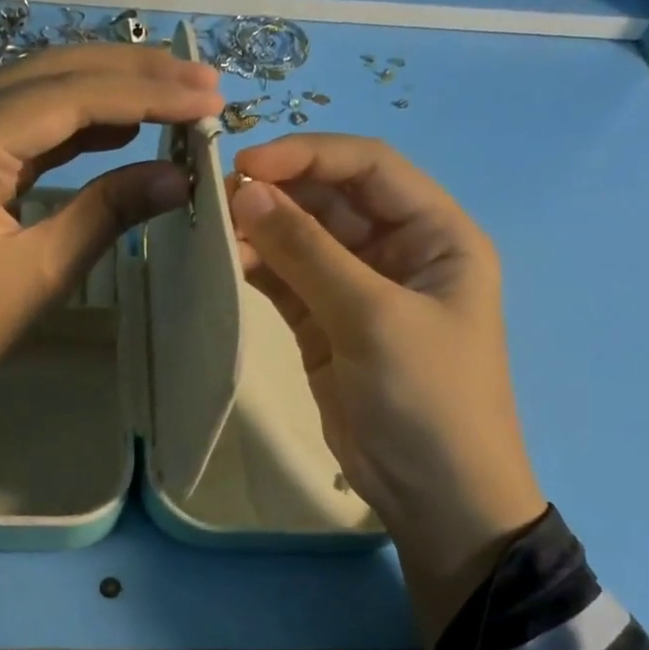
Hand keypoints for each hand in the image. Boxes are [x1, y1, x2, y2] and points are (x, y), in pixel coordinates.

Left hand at [0, 44, 222, 496]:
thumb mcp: (41, 272)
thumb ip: (109, 211)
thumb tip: (182, 176)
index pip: (67, 96)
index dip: (144, 94)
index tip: (208, 97)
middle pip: (48, 72)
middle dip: (128, 72)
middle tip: (199, 78)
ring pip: (32, 93)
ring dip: (101, 90)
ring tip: (170, 93)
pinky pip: (16, 128)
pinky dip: (69, 124)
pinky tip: (115, 128)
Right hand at [228, 135, 545, 639]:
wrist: (434, 494)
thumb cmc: (427, 398)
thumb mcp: (373, 318)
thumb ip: (308, 253)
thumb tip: (246, 193)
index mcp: (436, 234)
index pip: (370, 168)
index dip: (310, 155)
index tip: (247, 164)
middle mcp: (398, 251)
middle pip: (332, 200)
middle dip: (278, 192)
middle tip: (215, 196)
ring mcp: (358, 290)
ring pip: (303, 239)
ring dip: (262, 229)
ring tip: (212, 226)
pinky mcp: (325, 325)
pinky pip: (288, 281)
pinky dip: (259, 267)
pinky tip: (226, 259)